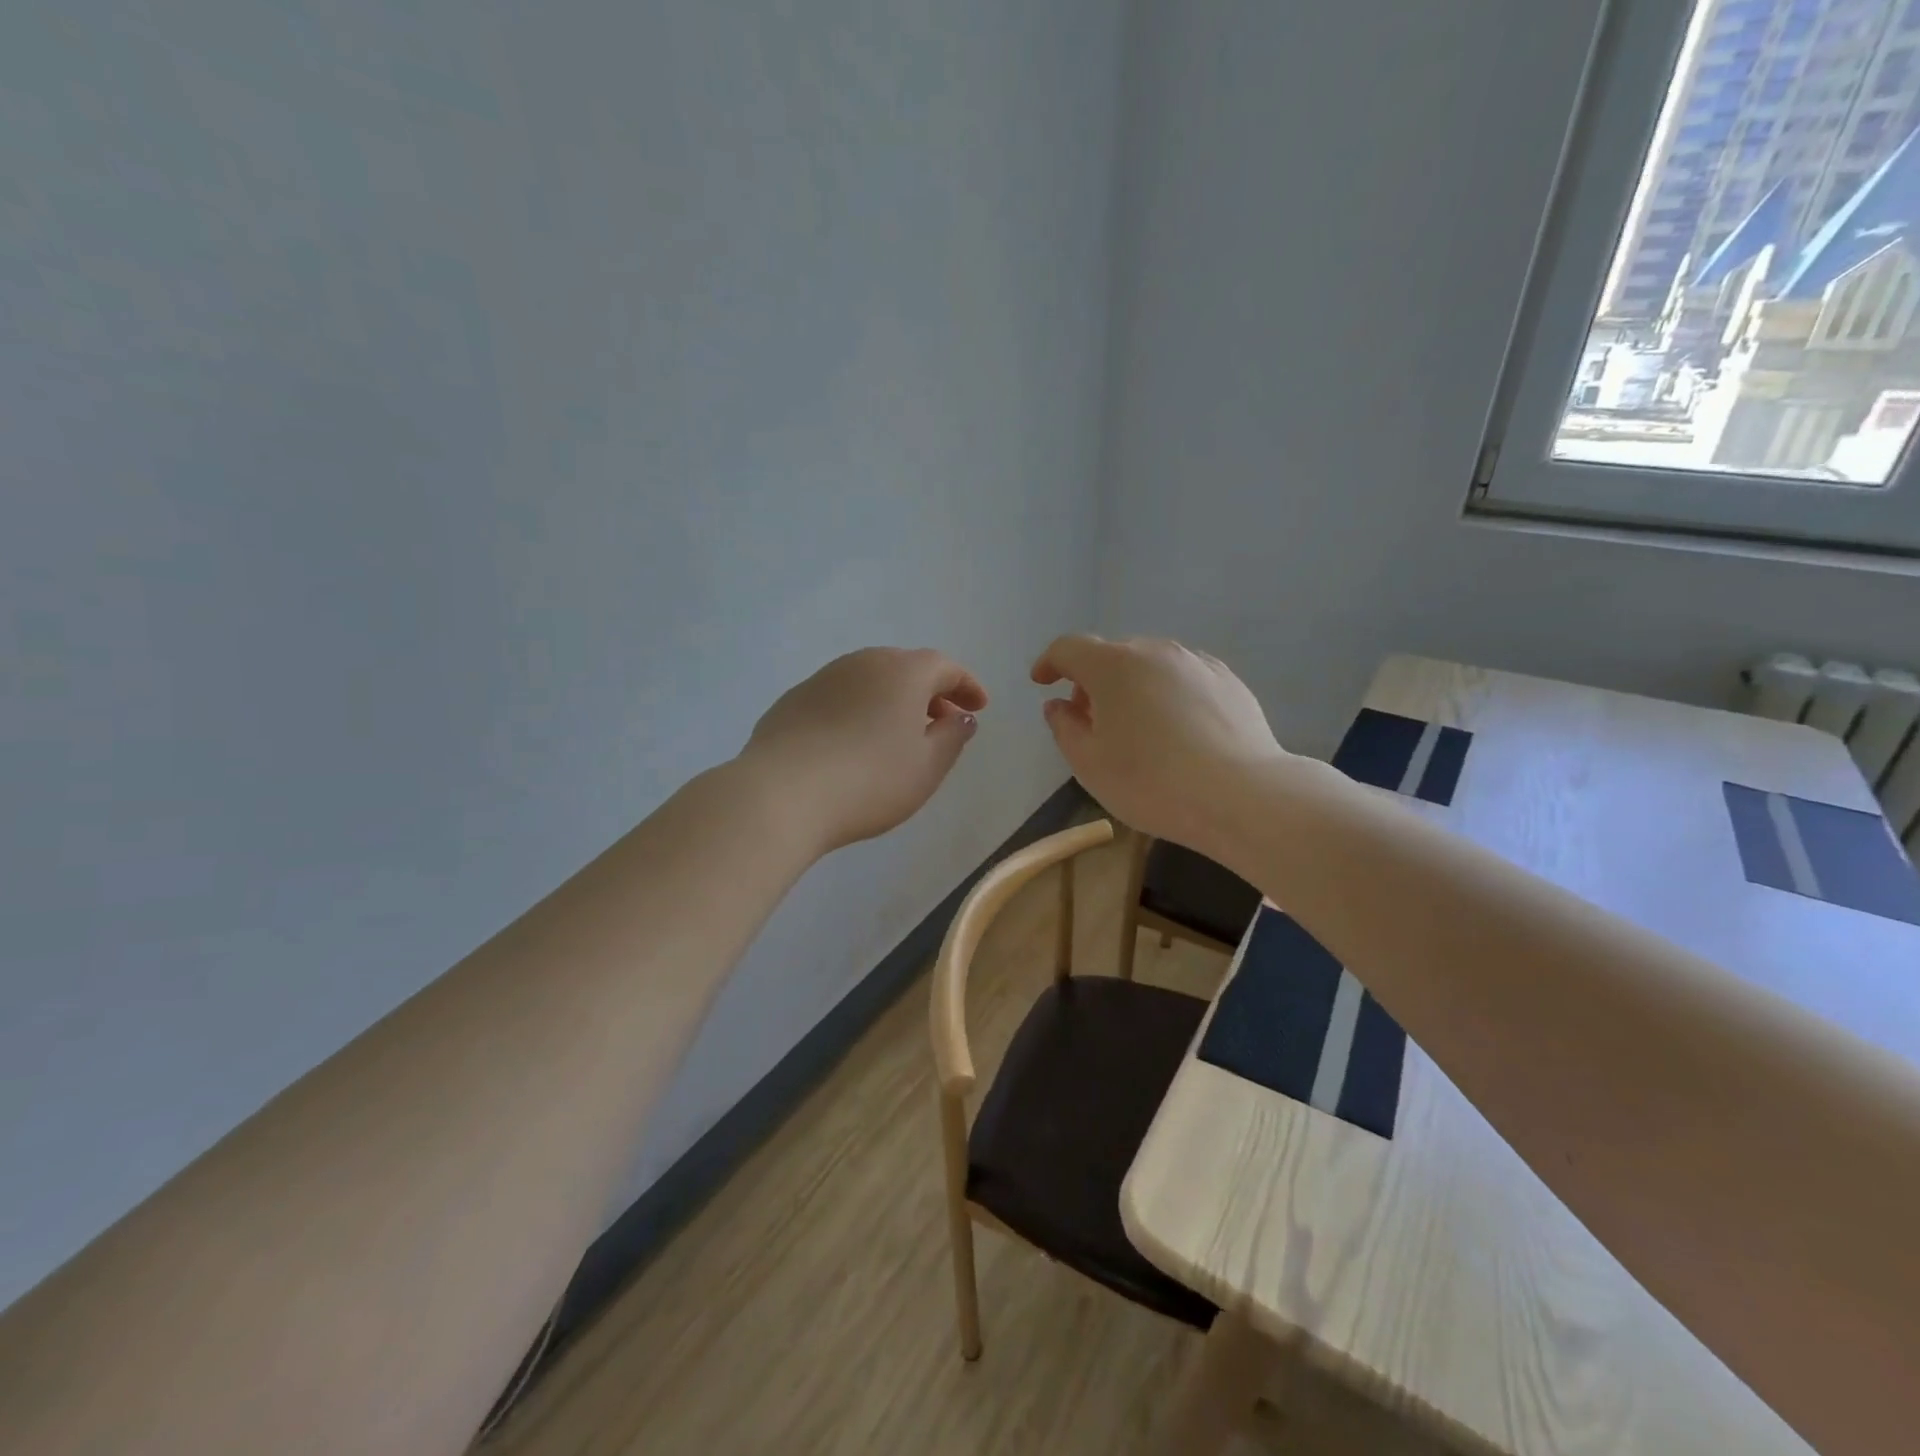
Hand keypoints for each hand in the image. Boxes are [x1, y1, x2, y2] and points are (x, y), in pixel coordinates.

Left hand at [742, 647, 988, 853]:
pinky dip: (858, 710)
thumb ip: (952, 737)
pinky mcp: (793, 700)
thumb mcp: (927, 767)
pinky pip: (840, 697)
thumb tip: (961, 717)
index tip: (979, 708)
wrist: (781, 794)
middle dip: (930, 691)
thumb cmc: (869, 781)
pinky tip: (854, 743)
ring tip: (899, 734)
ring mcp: (823, 678)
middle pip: (906, 668)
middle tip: (943, 720)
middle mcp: (863, 662)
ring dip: (892, 700)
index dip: (967, 686)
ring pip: (870, 680)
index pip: (945, 667)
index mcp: (903, 672)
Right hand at [1030, 634, 1284, 854]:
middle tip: (1091, 721)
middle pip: (1112, 656)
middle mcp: (1154, 651)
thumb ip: (1064, 728)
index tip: (1042, 682)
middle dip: (1092, 682)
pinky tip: (1177, 731)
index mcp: (1112, 666)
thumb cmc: (1151, 783)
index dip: (1050, 662)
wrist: (1241, 796)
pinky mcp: (1228, 681)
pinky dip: (1167, 694)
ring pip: (1150, 665)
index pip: (1069, 648)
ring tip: (1136, 728)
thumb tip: (1059, 705)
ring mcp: (1196, 663)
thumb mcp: (1089, 764)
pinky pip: (1183, 679)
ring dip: (1132, 687)